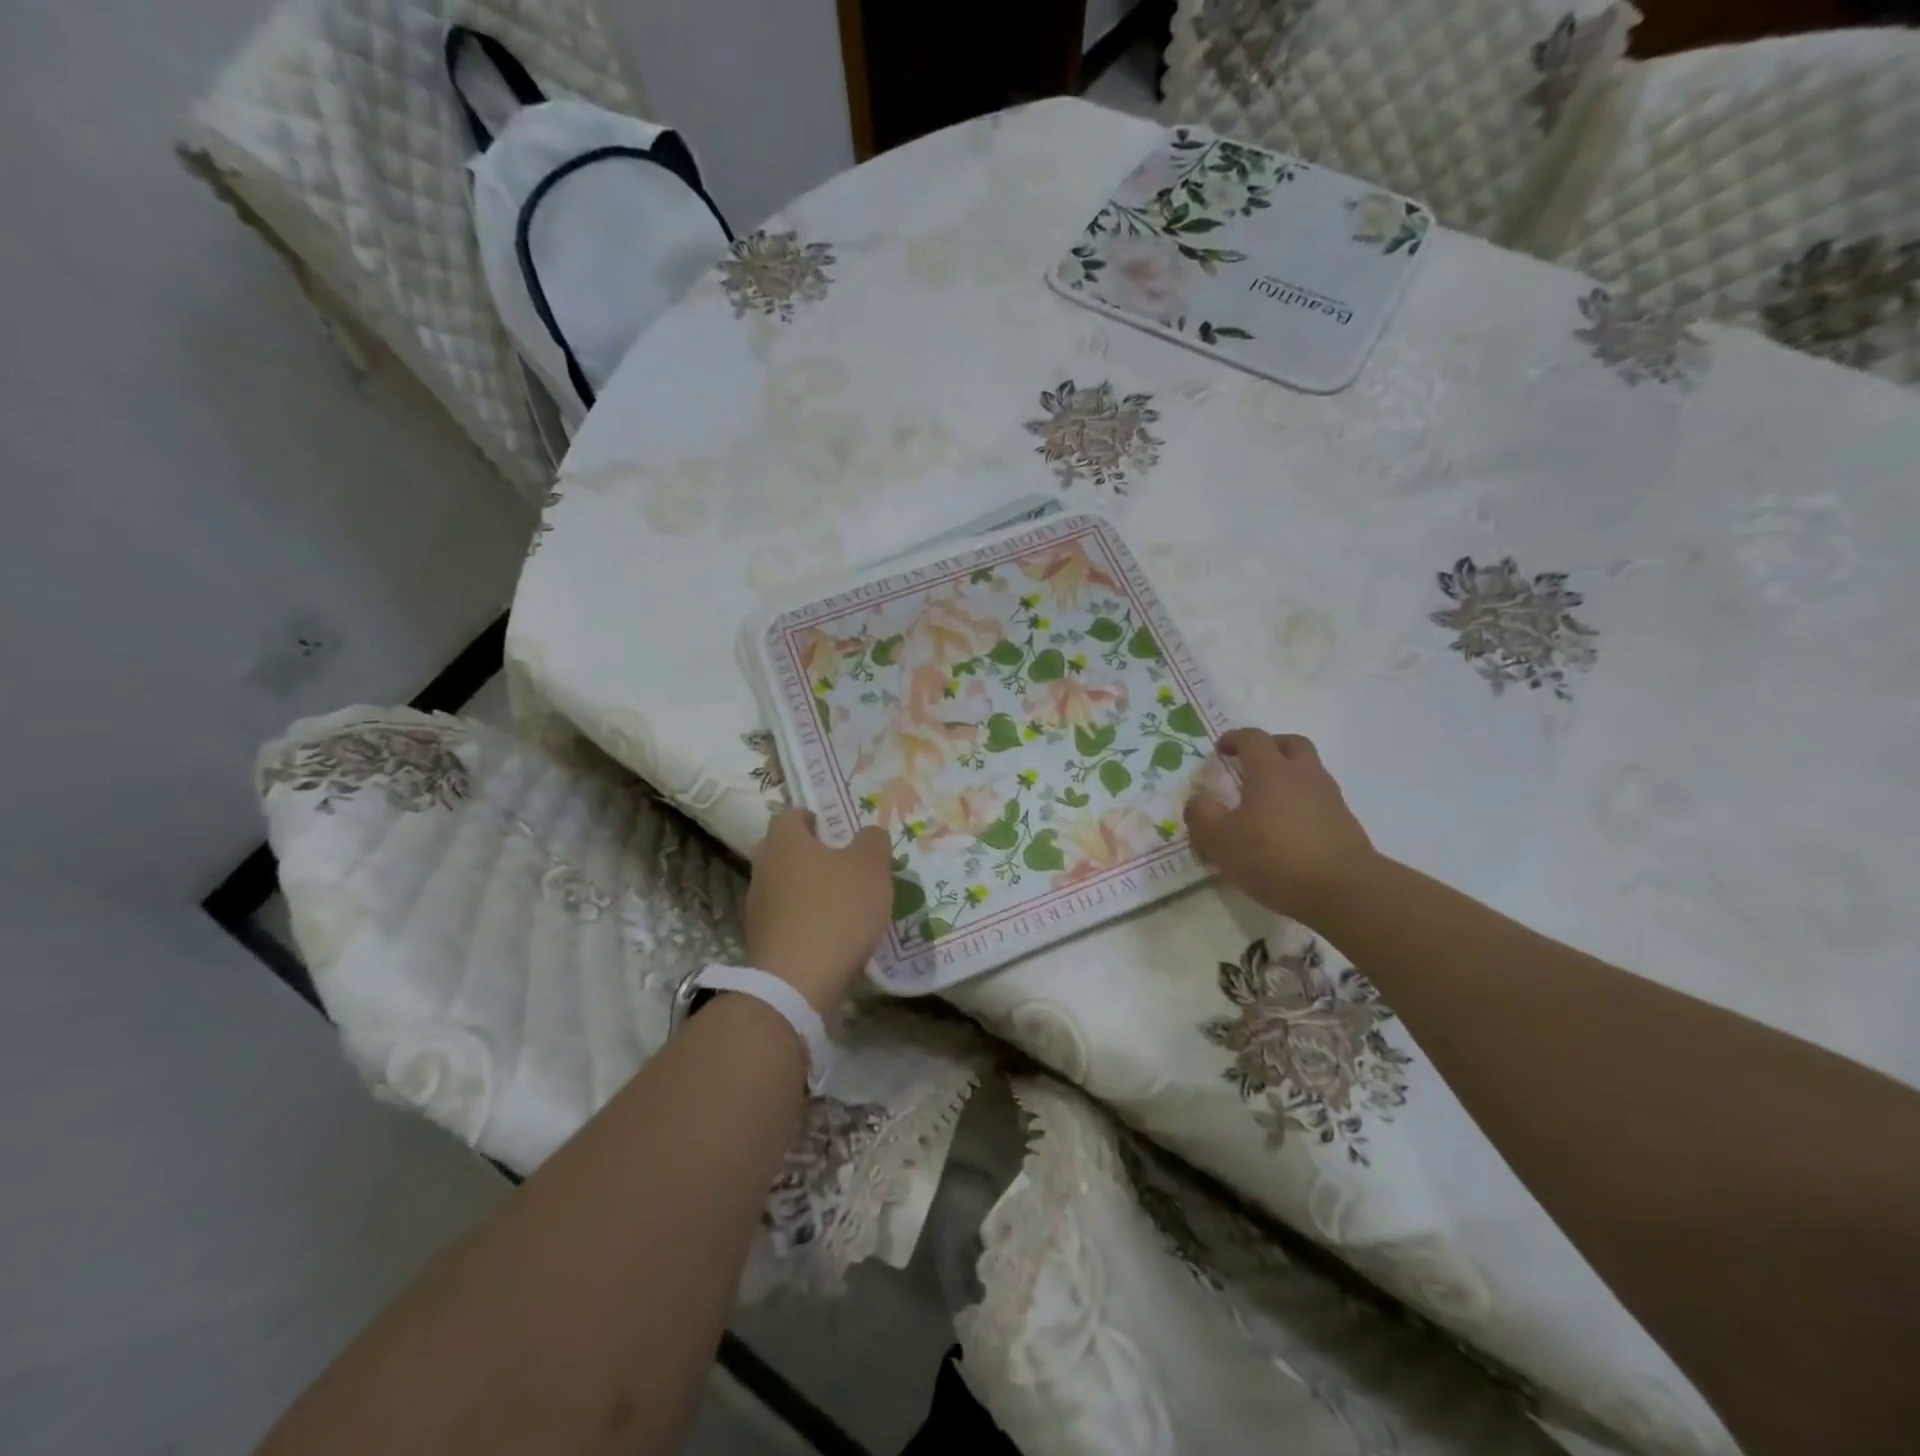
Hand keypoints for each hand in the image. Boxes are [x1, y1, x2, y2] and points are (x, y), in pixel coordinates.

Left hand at [746, 810, 894, 1013]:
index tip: (834, 829)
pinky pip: (784, 917)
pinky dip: (802, 918)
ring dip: (806, 888)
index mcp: (785, 842)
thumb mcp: (871, 867)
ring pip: (782, 884)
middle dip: (808, 853)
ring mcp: (757, 906)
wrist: (797, 982)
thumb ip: (873, 841)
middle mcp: (764, 867)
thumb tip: (869, 834)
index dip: (812, 818)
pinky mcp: (760, 940)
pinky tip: (828, 932)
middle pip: (782, 850)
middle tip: (840, 862)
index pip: (789, 815)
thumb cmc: (836, 910)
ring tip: (840, 901)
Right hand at [1185, 728, 1378, 927]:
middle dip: (1270, 747)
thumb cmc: (1275, 858)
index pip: (1253, 738)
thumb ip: (1202, 816)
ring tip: (1267, 801)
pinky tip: (1288, 828)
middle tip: (1251, 763)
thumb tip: (1198, 801)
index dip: (1234, 739)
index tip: (1221, 750)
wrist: (1344, 890)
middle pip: (1291, 744)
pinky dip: (1301, 803)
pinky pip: (1319, 799)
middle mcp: (1304, 775)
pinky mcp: (1344, 822)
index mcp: (1271, 771)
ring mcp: (1329, 798)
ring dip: (1288, 775)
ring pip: (1309, 771)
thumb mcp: (1221, 841)